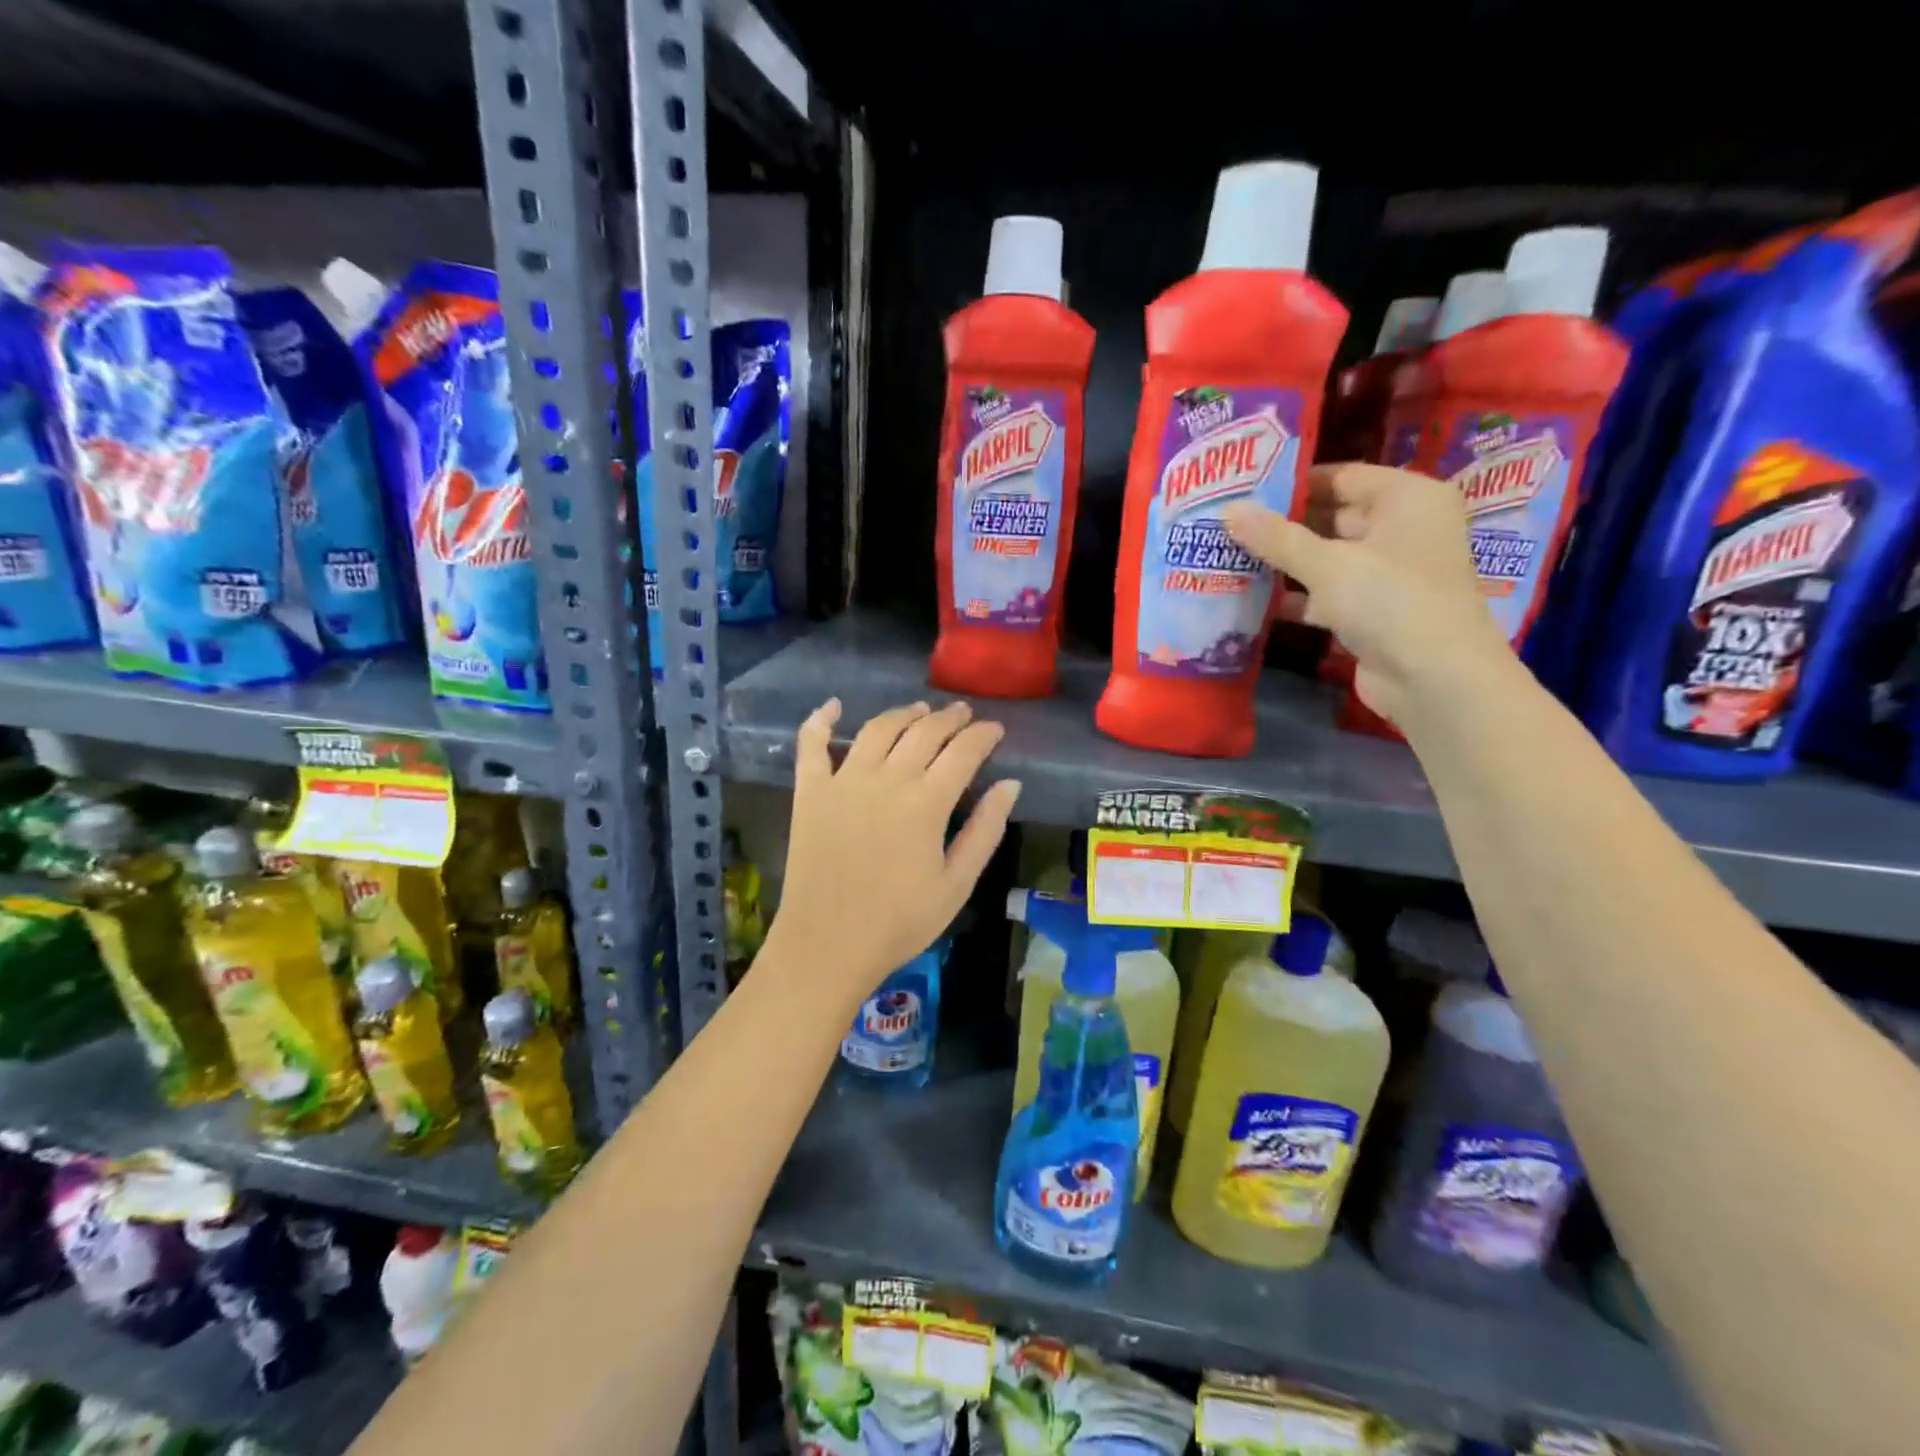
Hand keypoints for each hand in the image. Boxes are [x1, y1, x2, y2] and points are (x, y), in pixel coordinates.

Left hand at [768, 699, 1021, 1008]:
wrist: (827, 945)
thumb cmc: (899, 921)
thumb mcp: (957, 884)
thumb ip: (985, 830)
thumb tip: (1010, 784)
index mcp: (926, 802)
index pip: (963, 751)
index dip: (983, 735)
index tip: (995, 729)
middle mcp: (886, 778)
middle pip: (924, 732)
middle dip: (949, 718)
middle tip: (963, 713)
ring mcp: (843, 780)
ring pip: (878, 729)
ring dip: (903, 713)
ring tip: (919, 710)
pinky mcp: (809, 791)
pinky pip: (812, 744)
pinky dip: (821, 719)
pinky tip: (833, 705)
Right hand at [1222, 464, 1511, 725]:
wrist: (1433, 679)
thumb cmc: (1389, 601)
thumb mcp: (1327, 564)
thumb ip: (1275, 537)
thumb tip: (1228, 509)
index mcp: (1408, 498)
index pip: (1342, 476)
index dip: (1294, 481)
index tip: (1244, 488)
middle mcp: (1402, 529)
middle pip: (1333, 515)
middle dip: (1282, 523)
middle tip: (1227, 523)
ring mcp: (1389, 573)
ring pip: (1327, 557)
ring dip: (1284, 561)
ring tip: (1230, 555)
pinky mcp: (1373, 611)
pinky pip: (1327, 592)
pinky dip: (1295, 595)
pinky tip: (1251, 598)